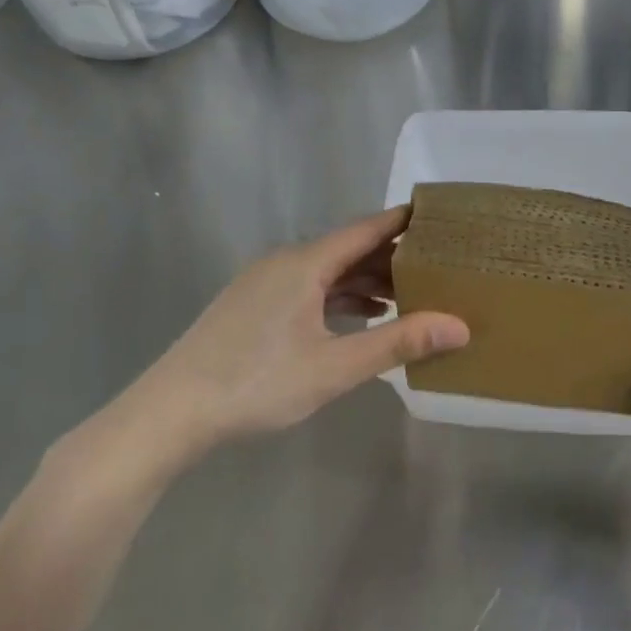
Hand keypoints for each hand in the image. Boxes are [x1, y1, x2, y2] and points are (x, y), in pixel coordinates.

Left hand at [74, 207, 468, 485]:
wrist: (171, 412)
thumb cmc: (256, 383)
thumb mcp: (335, 367)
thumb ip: (397, 342)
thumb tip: (459, 326)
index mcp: (304, 264)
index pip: (366, 229)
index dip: (404, 222)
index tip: (442, 218)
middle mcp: (285, 263)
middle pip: (349, 249)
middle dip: (392, 257)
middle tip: (439, 266)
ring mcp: (265, 284)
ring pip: (328, 271)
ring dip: (367, 280)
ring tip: (410, 295)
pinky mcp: (254, 307)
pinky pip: (309, 289)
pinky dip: (340, 297)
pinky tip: (361, 318)